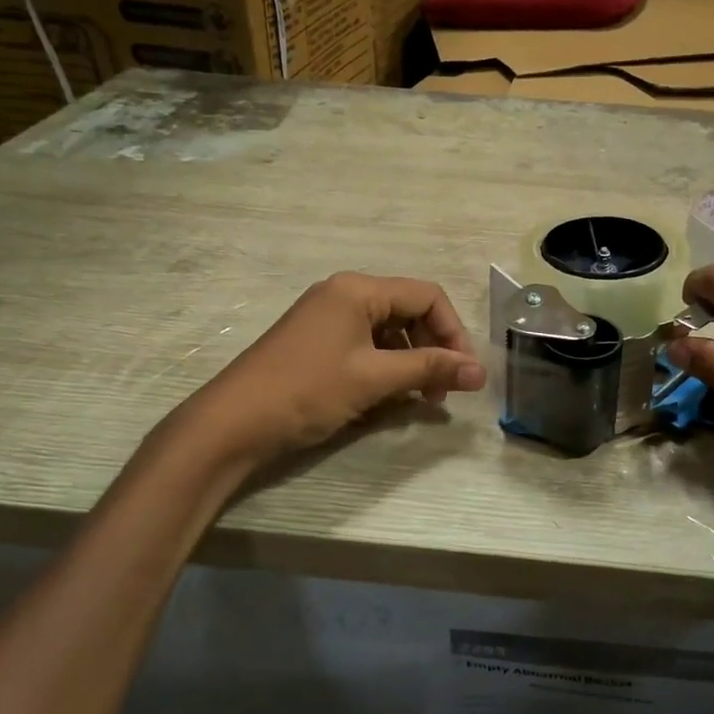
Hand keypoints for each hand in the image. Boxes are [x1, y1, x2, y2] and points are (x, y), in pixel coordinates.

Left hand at [170, 273, 486, 465]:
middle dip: (433, 349)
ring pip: (389, 332)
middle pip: (409, 312)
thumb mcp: (374, 378)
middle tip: (443, 391)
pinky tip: (389, 397)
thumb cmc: (307, 391)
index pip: (427, 295)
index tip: (465, 372)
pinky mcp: (317, 343)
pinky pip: (366, 346)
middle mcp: (344, 295)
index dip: (454, 332)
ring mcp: (327, 319)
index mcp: (358, 290)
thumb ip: (430, 370)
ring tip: (420, 399)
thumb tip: (481, 373)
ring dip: (411, 362)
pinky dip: (386, 368)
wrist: (232, 424)